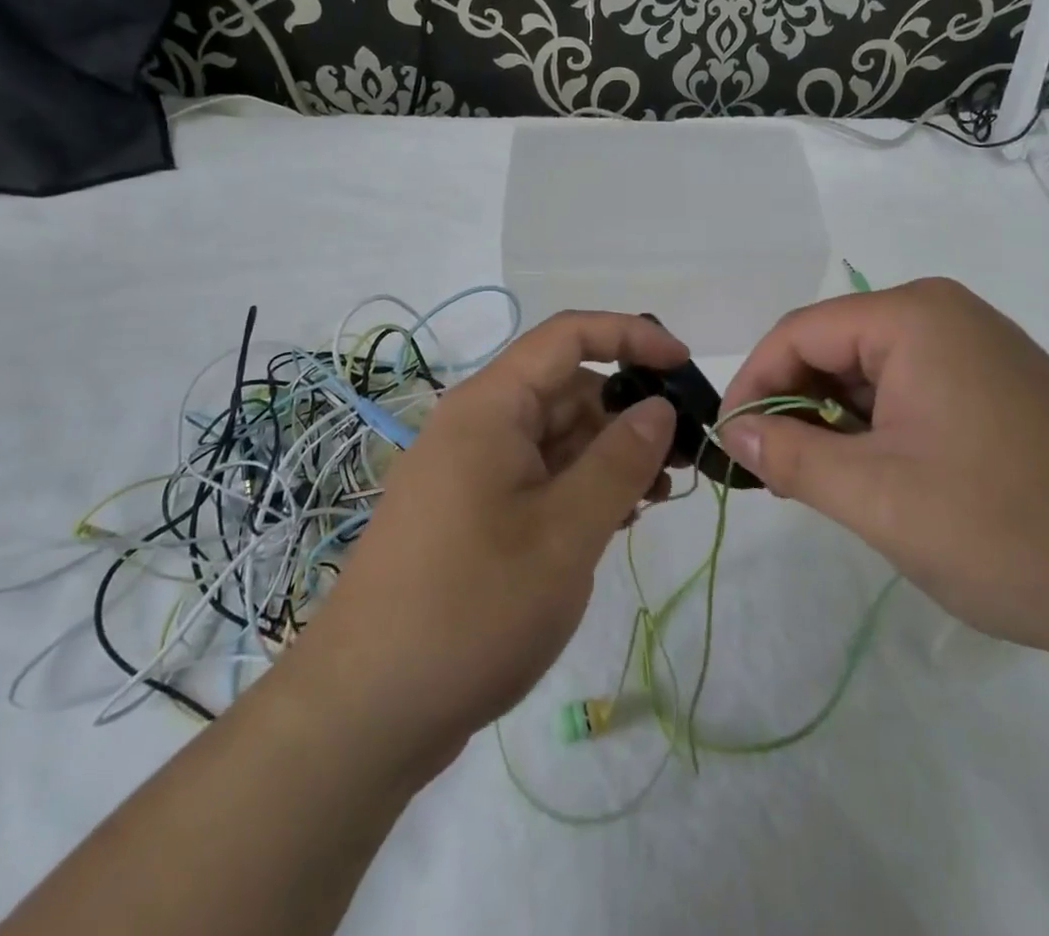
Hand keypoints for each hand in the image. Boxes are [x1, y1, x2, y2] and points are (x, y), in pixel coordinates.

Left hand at [282, 311, 683, 778]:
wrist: (364, 712)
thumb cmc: (472, 608)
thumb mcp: (566, 533)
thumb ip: (620, 462)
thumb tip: (659, 407)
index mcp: (490, 407)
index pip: (568, 336)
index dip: (631, 336)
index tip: (684, 367)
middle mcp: (477, 425)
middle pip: (565, 389)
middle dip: (627, 411)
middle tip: (683, 458)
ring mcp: (470, 471)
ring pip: (554, 437)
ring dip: (608, 455)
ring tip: (657, 497)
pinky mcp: (470, 514)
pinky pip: (536, 477)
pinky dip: (579, 488)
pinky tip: (614, 521)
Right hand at [720, 279, 1048, 669]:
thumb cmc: (1005, 531)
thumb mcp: (876, 498)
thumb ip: (791, 457)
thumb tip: (735, 432)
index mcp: (915, 317)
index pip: (799, 332)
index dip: (754, 384)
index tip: (730, 444)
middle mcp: (947, 314)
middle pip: (835, 346)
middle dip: (796, 404)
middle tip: (774, 472)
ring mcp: (980, 347)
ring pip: (871, 370)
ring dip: (837, 421)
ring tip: (825, 483)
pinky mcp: (1001, 384)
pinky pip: (912, 387)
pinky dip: (879, 427)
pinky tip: (880, 476)